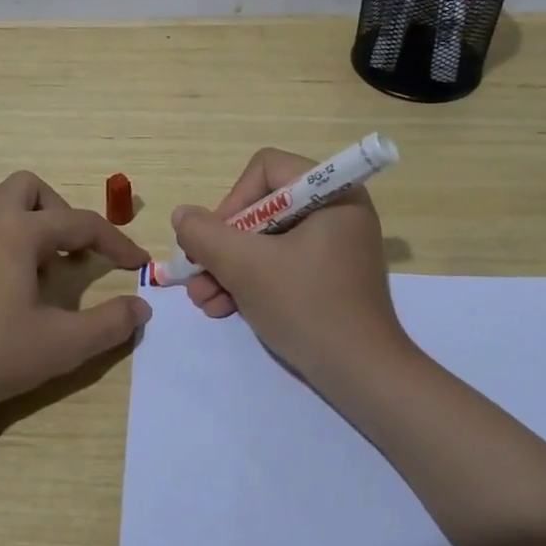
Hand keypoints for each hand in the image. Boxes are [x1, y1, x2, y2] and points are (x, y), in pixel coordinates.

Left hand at [0, 170, 151, 419]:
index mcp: (19, 231)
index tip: (137, 264)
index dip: (115, 242)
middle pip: (27, 188)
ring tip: (28, 259)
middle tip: (70, 251)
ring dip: (15, 218)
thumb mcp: (63, 345)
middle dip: (57, 211)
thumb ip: (110, 323)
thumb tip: (141, 307)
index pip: (80, 223)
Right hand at [172, 148, 406, 379]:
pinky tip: (223, 308)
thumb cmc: (307, 307)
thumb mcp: (245, 267)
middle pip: (262, 208)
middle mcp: (337, 211)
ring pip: (266, 241)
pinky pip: (281, 264)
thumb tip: (183, 215)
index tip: (215, 241)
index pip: (266, 169)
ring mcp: (334, 246)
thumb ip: (205, 234)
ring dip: (228, 268)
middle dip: (223, 246)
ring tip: (203, 300)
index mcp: (332, 194)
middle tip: (196, 275)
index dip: (233, 201)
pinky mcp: (329, 276)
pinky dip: (251, 282)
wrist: (362, 376)